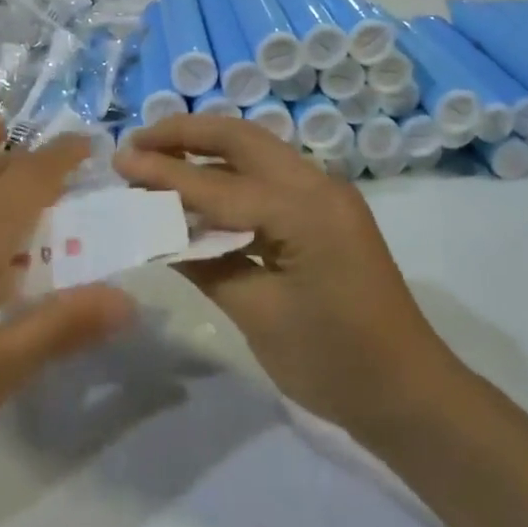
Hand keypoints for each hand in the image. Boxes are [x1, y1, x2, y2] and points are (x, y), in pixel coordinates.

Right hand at [114, 115, 461, 438]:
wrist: (408, 392)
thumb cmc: (334, 363)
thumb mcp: (259, 315)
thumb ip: (206, 263)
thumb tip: (160, 231)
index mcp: (304, 209)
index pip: (218, 183)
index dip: (164, 173)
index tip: (118, 159)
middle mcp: (317, 185)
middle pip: (242, 138)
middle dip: (186, 134)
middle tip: (137, 142)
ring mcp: (326, 194)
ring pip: (257, 150)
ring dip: (208, 147)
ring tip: (158, 153)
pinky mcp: (327, 211)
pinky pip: (270, 175)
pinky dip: (231, 173)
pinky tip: (200, 186)